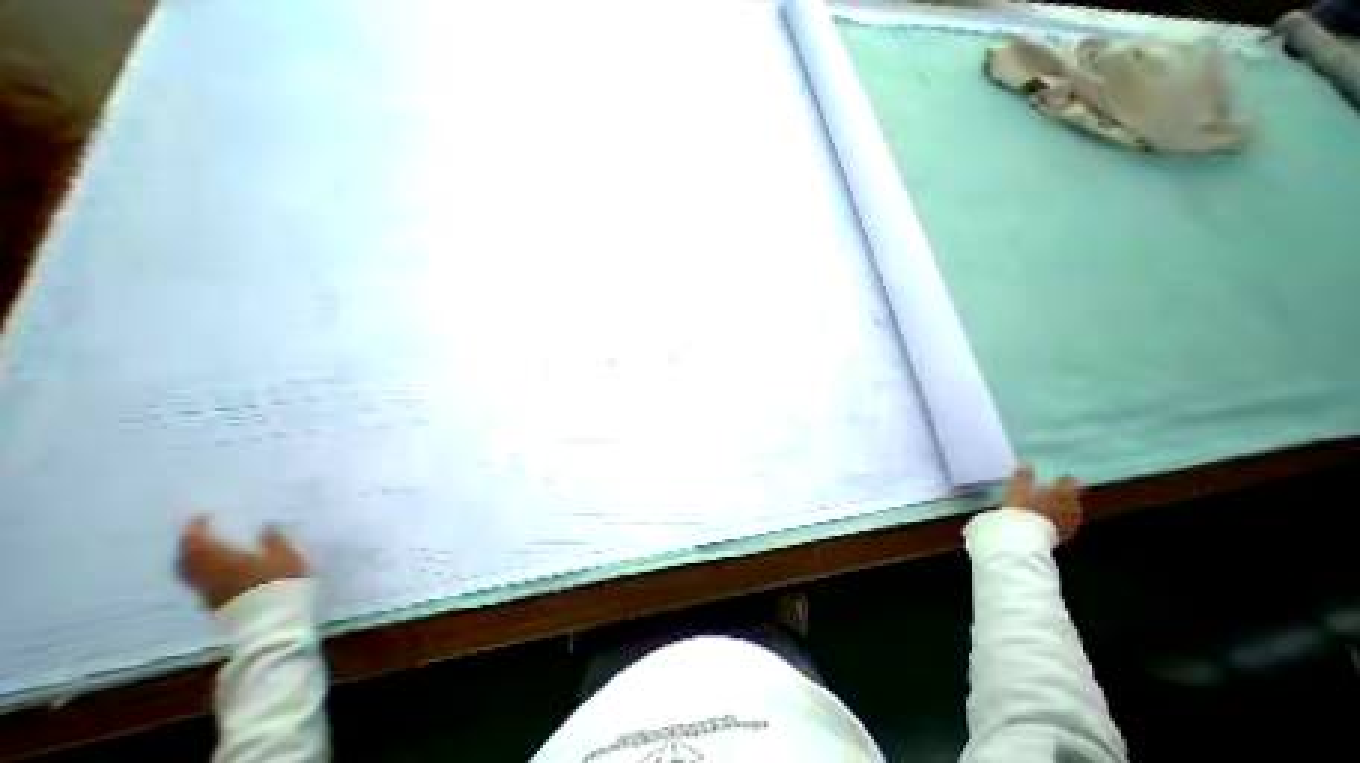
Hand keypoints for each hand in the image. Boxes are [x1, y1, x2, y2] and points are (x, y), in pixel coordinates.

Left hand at [175, 516, 307, 610]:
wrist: (270, 613)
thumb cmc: (280, 579)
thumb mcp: (285, 556)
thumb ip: (274, 540)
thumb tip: (266, 525)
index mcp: (223, 560)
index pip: (199, 543)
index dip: (197, 529)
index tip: (201, 516)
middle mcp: (207, 574)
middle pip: (186, 558)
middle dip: (188, 543)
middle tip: (196, 530)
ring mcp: (206, 588)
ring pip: (187, 570)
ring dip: (188, 556)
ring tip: (199, 546)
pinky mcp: (211, 598)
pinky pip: (194, 578)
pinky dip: (195, 567)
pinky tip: (208, 564)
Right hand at [997, 466, 1086, 541]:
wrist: (1026, 533)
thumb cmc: (1022, 504)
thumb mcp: (1017, 486)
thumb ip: (1023, 476)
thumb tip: (1027, 465)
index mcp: (1063, 493)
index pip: (1070, 483)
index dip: (1066, 479)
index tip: (1063, 477)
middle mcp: (1072, 507)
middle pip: (1072, 499)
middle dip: (1065, 496)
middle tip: (1056, 493)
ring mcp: (1071, 523)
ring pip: (1070, 514)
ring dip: (1063, 510)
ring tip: (1052, 509)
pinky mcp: (1065, 536)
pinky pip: (1065, 526)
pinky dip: (1059, 522)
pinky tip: (1050, 522)